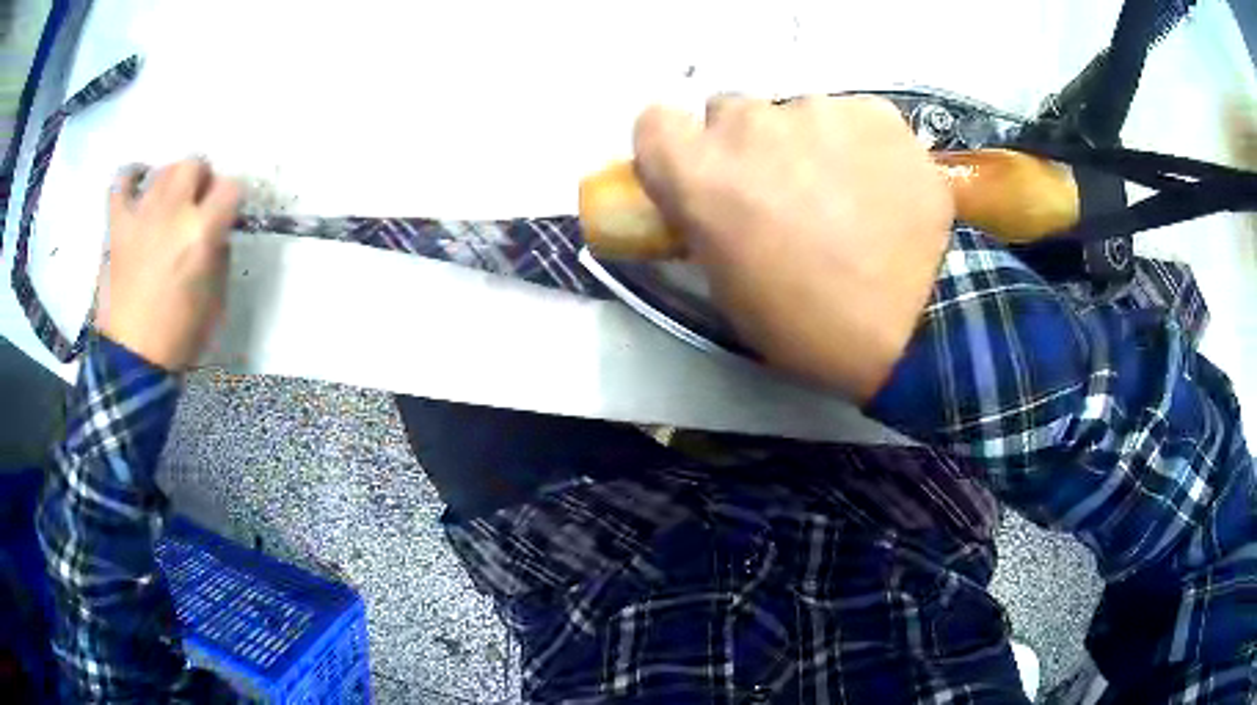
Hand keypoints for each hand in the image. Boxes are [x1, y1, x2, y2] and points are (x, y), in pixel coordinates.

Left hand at [99, 159, 240, 371]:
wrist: (132, 360)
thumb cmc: (179, 336)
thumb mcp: (216, 300)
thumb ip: (219, 256)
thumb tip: (215, 233)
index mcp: (201, 233)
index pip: (231, 187)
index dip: (232, 200)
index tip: (227, 216)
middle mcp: (173, 211)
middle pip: (194, 163)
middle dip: (201, 180)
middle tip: (196, 205)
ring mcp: (141, 214)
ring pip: (163, 169)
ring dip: (171, 182)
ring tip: (166, 205)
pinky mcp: (117, 225)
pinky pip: (121, 181)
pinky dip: (131, 178)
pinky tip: (137, 187)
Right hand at [633, 96, 953, 401]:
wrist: (918, 326)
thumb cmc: (810, 325)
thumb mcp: (729, 288)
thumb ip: (705, 221)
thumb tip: (711, 195)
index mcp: (702, 175)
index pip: (653, 123)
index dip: (675, 147)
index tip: (698, 171)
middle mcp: (749, 126)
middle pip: (728, 112)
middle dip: (745, 146)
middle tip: (781, 190)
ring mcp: (817, 110)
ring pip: (794, 113)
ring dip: (805, 143)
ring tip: (844, 194)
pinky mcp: (873, 112)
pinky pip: (849, 116)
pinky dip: (856, 143)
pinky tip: (880, 184)